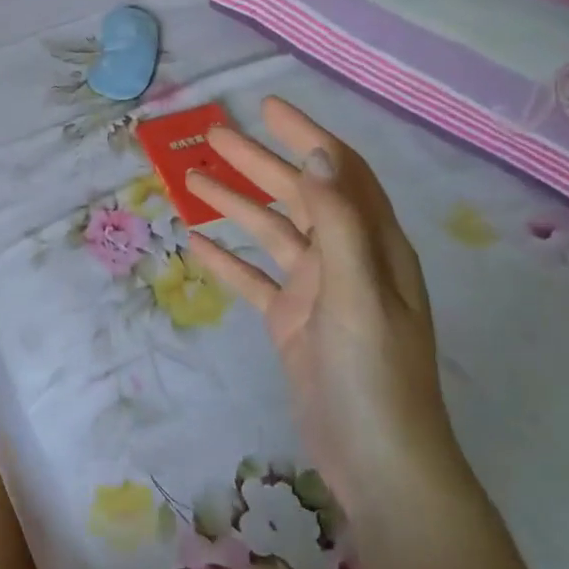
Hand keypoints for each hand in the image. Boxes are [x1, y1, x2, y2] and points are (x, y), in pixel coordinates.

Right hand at [184, 97, 469, 520]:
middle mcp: (346, 260)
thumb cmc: (373, 374)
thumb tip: (318, 155)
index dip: (306, 136)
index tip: (266, 107)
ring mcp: (317, 292)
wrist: (376, 460)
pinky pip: (254, 280)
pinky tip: (195, 245)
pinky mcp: (292, 323)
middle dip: (258, 162)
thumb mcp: (358, 292)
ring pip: (271, 234)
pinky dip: (228, 261)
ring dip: (235, 205)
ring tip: (191, 180)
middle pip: (299, 195)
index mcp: (374, 246)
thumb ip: (340, 223)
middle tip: (211, 136)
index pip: (340, 173)